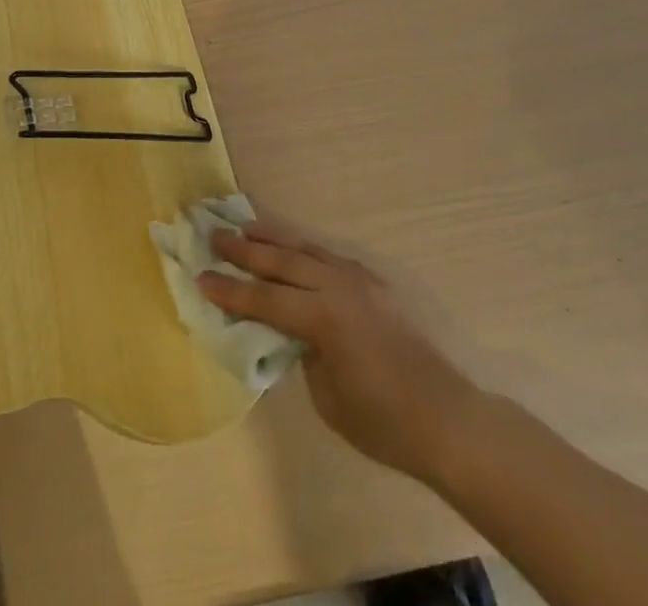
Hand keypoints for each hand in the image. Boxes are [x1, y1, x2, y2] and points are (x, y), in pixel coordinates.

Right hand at [201, 220, 480, 481]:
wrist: (447, 417)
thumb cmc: (383, 421)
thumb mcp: (327, 396)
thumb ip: (303, 352)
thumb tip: (293, 331)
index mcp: (323, 316)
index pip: (265, 298)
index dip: (230, 290)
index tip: (200, 277)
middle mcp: (338, 286)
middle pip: (282, 261)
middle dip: (245, 250)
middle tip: (214, 236)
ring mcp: (359, 279)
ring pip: (306, 249)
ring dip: (274, 238)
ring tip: (246, 227)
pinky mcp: (374, 283)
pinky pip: (329, 257)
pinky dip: (304, 249)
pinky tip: (293, 249)